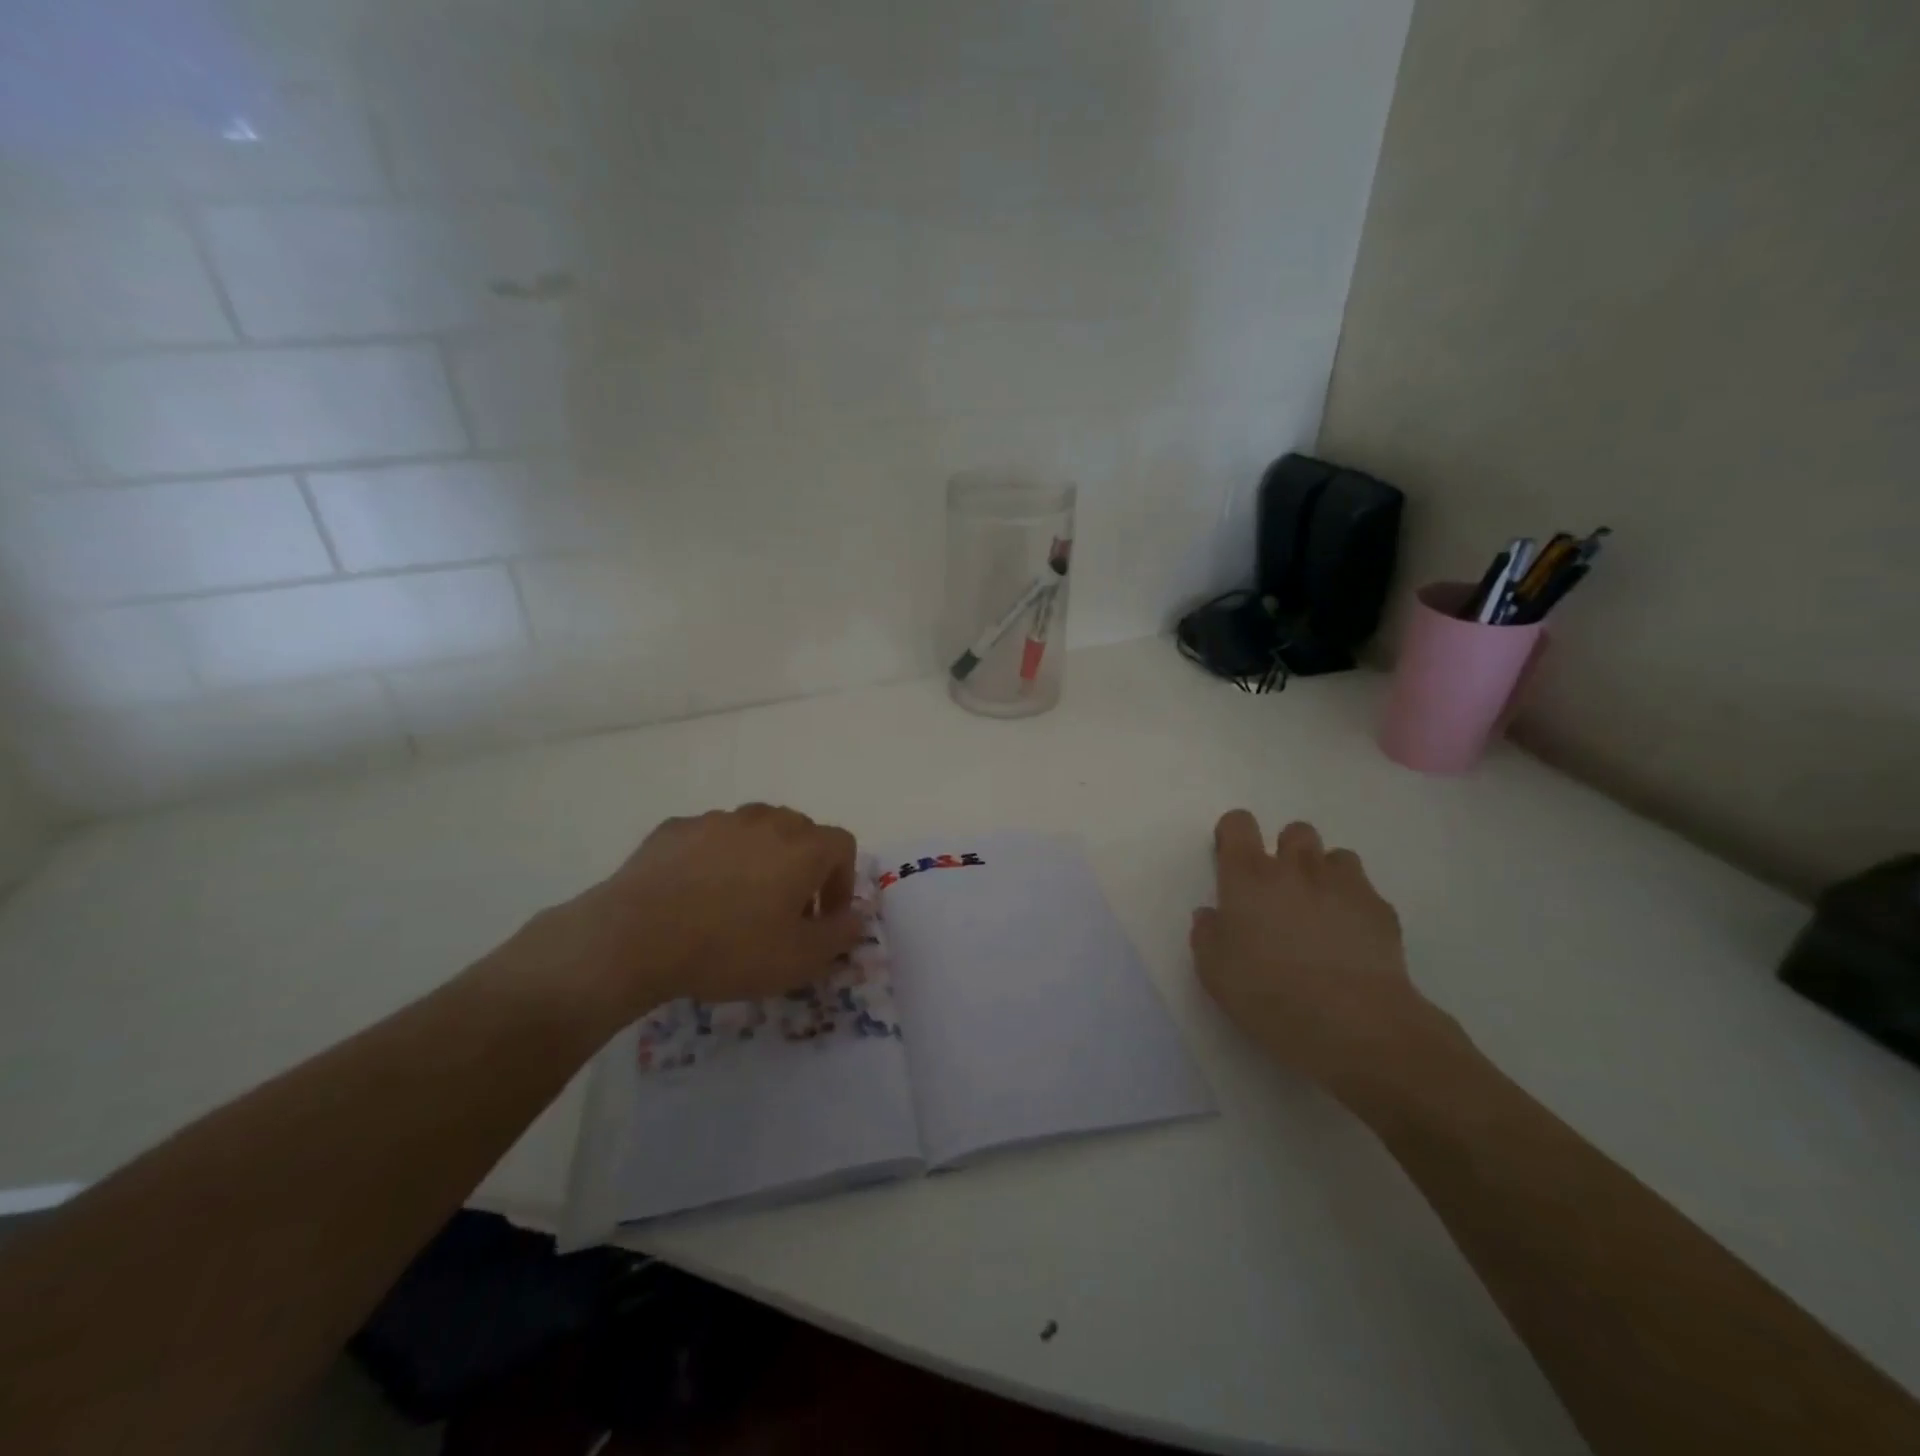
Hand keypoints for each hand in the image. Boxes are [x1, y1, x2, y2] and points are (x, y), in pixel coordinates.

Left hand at [527, 804, 865, 1028]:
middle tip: (785, 910)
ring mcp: (718, 819)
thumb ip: (842, 934)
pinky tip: (695, 895)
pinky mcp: (676, 827)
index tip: (823, 918)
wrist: (636, 937)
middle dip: (802, 868)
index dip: (842, 882)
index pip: (843, 846)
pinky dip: (715, 859)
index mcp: (803, 847)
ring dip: (759, 859)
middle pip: (800, 832)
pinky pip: (710, 838)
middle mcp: (766, 820)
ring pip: (754, 831)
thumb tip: (859, 916)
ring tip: (737, 902)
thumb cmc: (731, 949)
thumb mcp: (800, 959)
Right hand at [1191, 810, 1457, 1102]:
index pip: (1238, 824)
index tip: (1231, 861)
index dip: (1233, 836)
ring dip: (1324, 874)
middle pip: (1294, 832)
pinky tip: (1351, 940)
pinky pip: (1364, 891)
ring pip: (1335, 856)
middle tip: (1280, 892)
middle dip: (1286, 851)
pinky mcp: (1381, 910)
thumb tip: (1213, 915)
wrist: (1355, 1024)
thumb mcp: (1214, 972)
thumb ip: (1207, 934)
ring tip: (1320, 912)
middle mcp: (1296, 868)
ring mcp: (1344, 885)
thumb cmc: (1270, 995)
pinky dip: (1354, 905)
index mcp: (1248, 877)